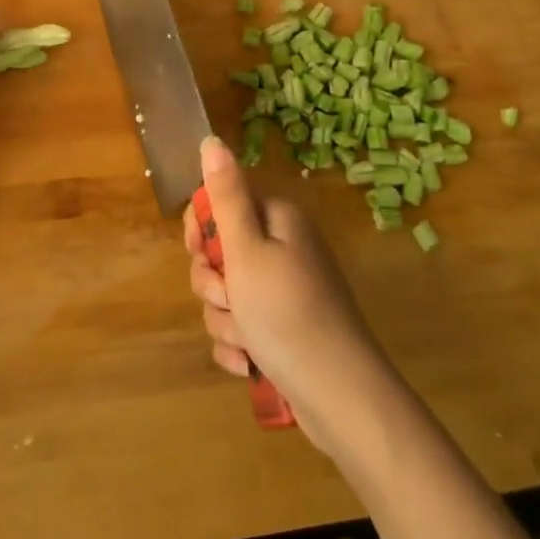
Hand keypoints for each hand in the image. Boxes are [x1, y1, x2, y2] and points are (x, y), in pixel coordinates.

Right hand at [185, 137, 392, 450]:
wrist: (340, 397)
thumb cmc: (286, 314)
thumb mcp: (246, 250)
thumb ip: (226, 195)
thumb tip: (212, 140)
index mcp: (277, 219)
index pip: (220, 203)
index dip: (201, 228)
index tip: (199, 252)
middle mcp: (283, 247)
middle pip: (220, 251)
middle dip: (212, 283)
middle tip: (228, 298)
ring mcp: (285, 290)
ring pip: (226, 294)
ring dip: (225, 319)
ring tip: (246, 340)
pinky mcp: (284, 328)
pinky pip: (242, 326)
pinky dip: (239, 344)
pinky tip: (249, 363)